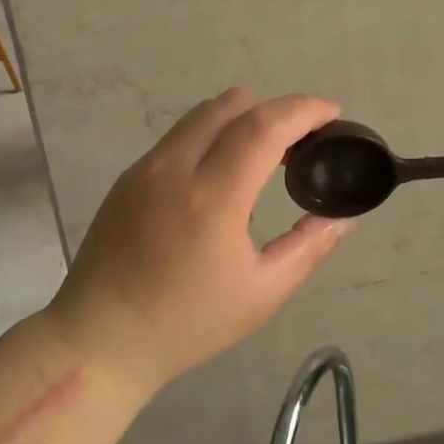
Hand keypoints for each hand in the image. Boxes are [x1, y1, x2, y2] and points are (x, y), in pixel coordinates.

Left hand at [45, 88, 353, 394]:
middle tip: (302, 142)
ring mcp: (146, 166)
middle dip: (276, 110)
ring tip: (266, 155)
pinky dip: (213, 134)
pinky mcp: (129, 174)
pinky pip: (181, 134)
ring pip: (204, 113)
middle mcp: (175, 168)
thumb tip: (344, 217)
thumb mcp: (261, 294)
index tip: (332, 113)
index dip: (304, 110)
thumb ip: (308, 247)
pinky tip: (223, 173)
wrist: (99, 339)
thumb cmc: (186, 324)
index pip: (264, 126)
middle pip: (234, 104)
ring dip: (243, 118)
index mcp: (212, 199)